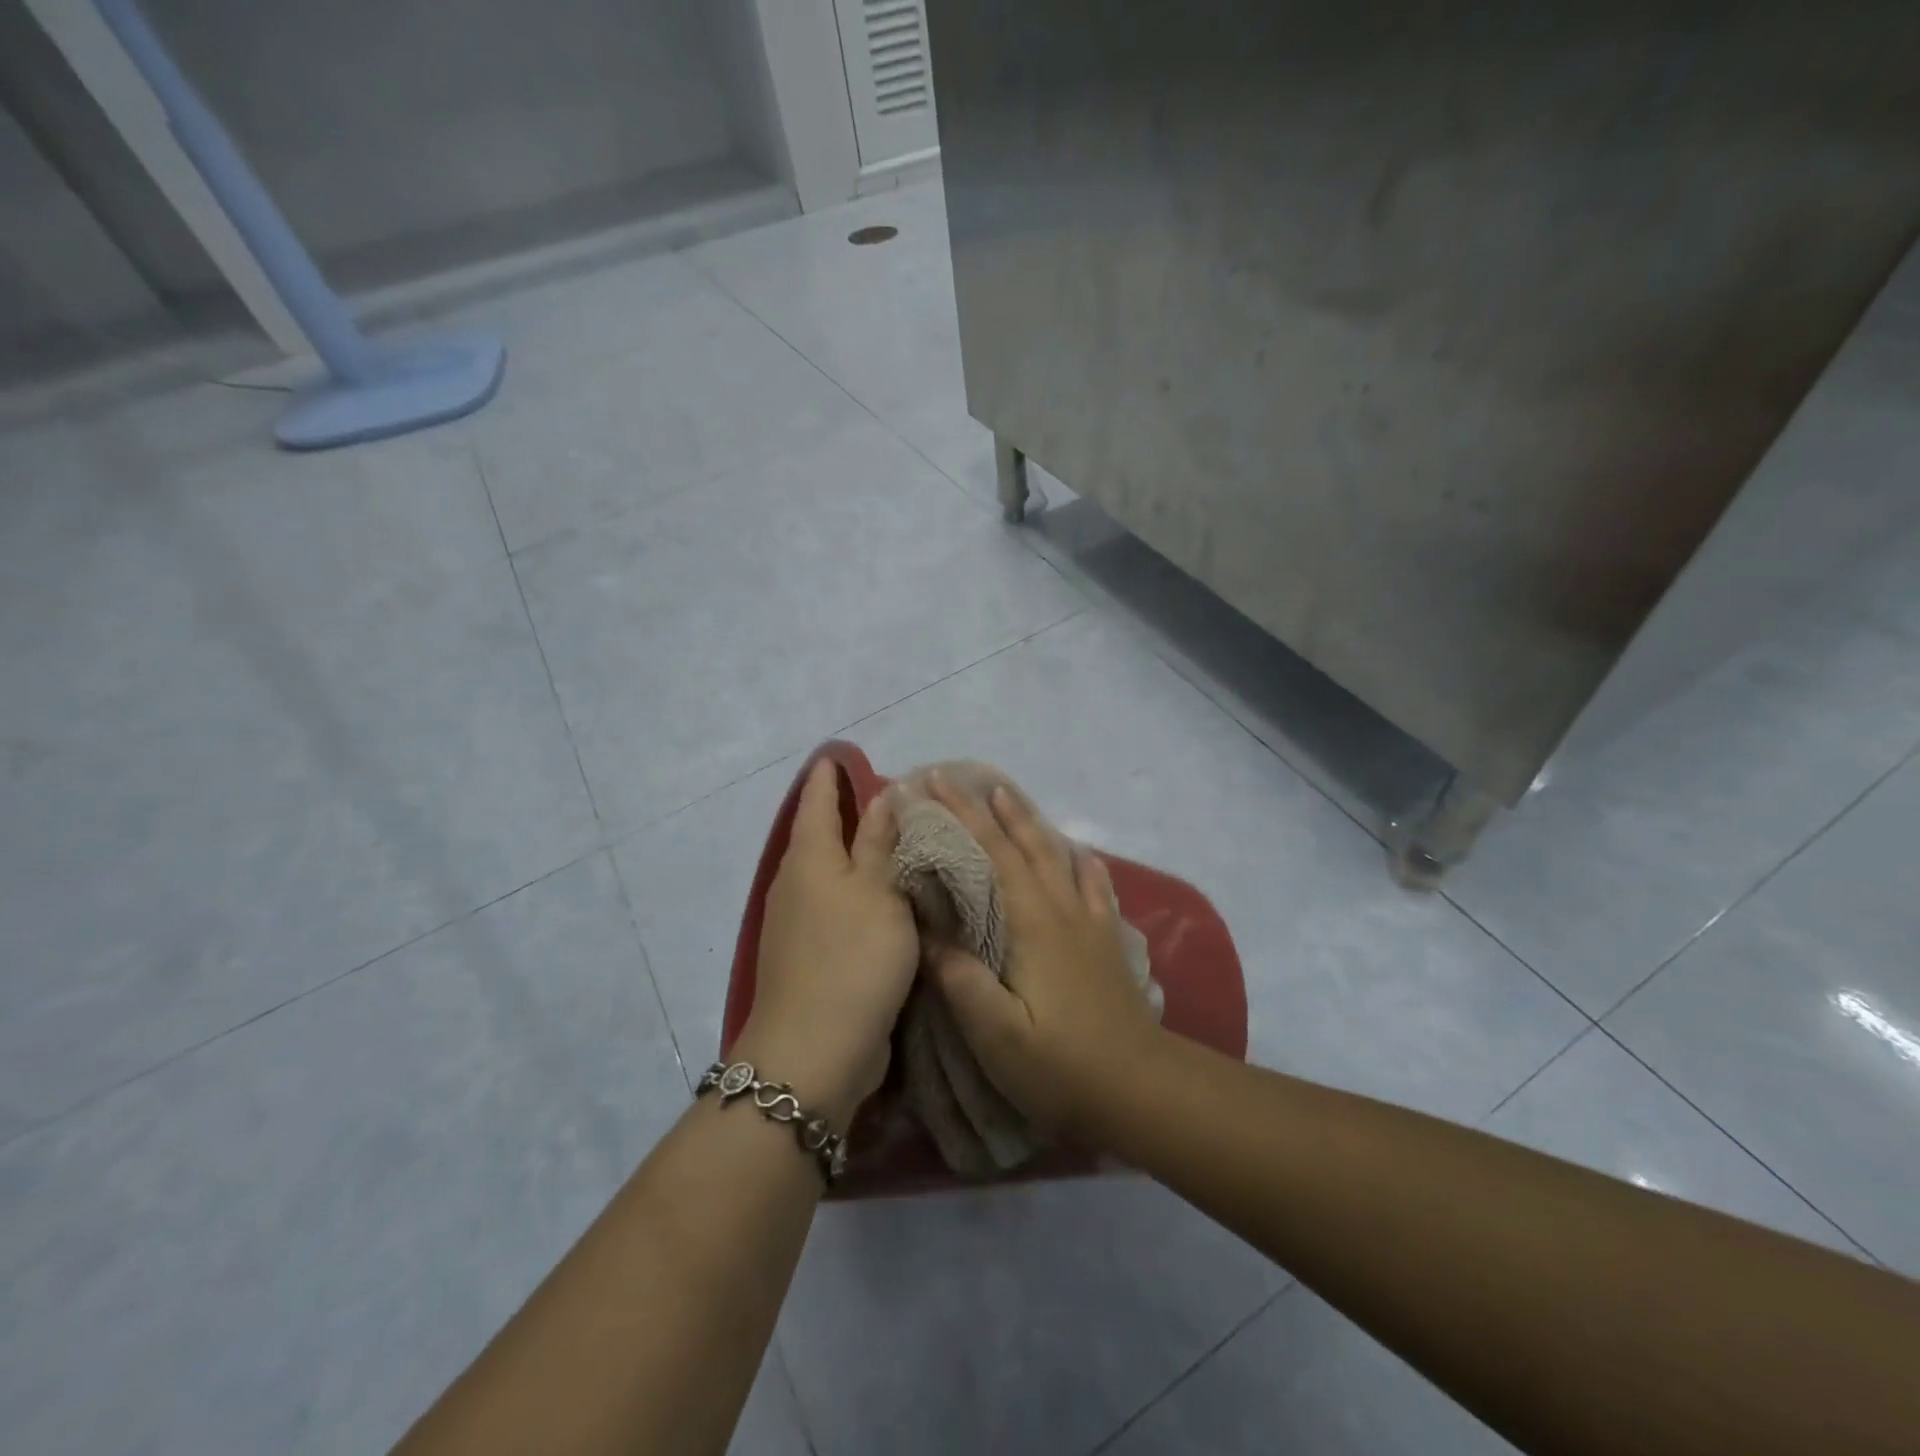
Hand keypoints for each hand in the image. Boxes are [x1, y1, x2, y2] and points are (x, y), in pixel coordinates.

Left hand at [735, 759, 917, 1128]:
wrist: (814, 1052)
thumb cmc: (853, 958)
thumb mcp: (880, 892)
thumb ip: (881, 843)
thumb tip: (882, 794)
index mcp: (810, 857)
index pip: (817, 799)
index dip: (830, 776)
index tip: (843, 754)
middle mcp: (795, 883)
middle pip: (820, 834)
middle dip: (846, 813)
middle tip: (889, 796)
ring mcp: (797, 922)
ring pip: (829, 872)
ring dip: (855, 855)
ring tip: (894, 842)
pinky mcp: (808, 955)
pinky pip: (835, 907)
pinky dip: (857, 892)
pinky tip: (884, 898)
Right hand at [924, 774, 1165, 1137]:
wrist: (1140, 1088)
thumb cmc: (1060, 1065)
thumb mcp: (996, 1035)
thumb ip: (960, 980)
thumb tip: (929, 933)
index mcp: (1031, 922)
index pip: (991, 853)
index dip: (962, 814)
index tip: (934, 783)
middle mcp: (1061, 908)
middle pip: (1023, 843)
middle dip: (989, 807)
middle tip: (959, 779)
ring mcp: (1090, 922)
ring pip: (1057, 854)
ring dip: (1029, 822)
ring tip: (1009, 797)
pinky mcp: (1107, 940)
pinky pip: (1095, 885)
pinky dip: (1082, 861)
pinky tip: (1081, 854)